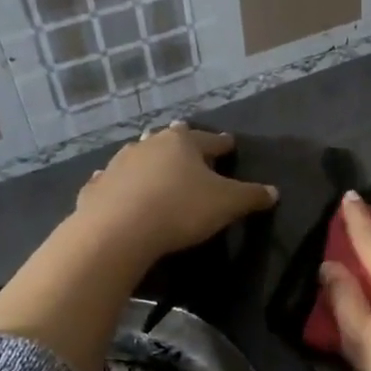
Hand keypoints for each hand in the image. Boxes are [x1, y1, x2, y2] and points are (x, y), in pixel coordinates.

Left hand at [74, 123, 276, 263]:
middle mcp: (149, 145)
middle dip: (180, 142)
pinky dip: (120, 182)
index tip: (230, 143)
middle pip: (169, 139)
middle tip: (187, 143)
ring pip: (138, 155)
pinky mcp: (97, 188)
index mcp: (183, 144)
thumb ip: (251, 196)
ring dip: (149, 159)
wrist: (118, 231)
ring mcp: (119, 164)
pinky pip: (113, 180)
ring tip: (156, 165)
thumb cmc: (180, 209)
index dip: (222, 143)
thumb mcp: (227, 204)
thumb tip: (273, 192)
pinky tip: (119, 186)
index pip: (209, 140)